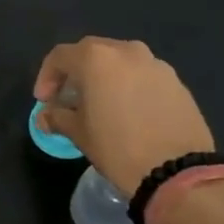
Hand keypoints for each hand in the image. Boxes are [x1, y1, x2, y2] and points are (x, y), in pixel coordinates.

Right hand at [34, 38, 214, 200]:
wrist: (178, 171)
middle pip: (91, 53)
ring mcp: (155, 65)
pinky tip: (128, 112)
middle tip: (68, 98)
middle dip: (75, 73)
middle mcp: (126, 51)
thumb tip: (46, 116)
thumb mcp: (79, 134)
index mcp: (96, 59)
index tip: (44, 101)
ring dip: (104, 77)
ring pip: (120, 62)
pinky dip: (129, 86)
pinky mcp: (176, 82)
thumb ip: (58, 117)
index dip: (46, 77)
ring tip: (100, 104)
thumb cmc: (118, 148)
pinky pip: (143, 76)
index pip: (60, 56)